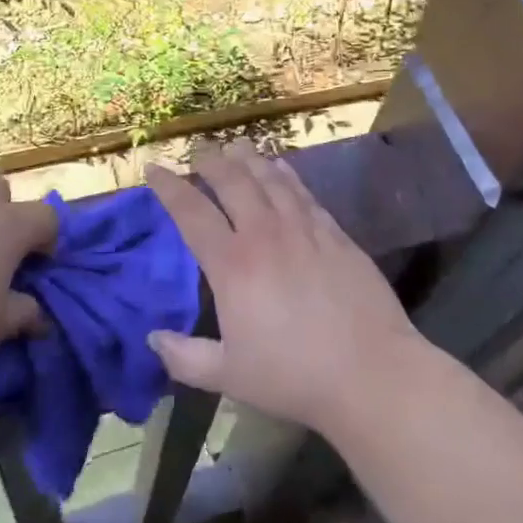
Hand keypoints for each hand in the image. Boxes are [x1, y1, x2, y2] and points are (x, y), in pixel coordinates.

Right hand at [144, 142, 424, 438]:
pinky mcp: (334, 234)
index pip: (191, 213)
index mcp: (232, 265)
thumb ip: (184, 357)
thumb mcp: (229, 375)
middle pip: (232, 182)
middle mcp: (265, 235)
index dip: (169, 187)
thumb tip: (152, 337)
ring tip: (236, 146)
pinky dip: (286, 175)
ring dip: (249, 159)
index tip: (153, 168)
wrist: (370, 372)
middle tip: (198, 150)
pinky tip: (281, 167)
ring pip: (270, 179)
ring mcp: (303, 229)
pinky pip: (303, 192)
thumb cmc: (294, 376)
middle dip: (211, 161)